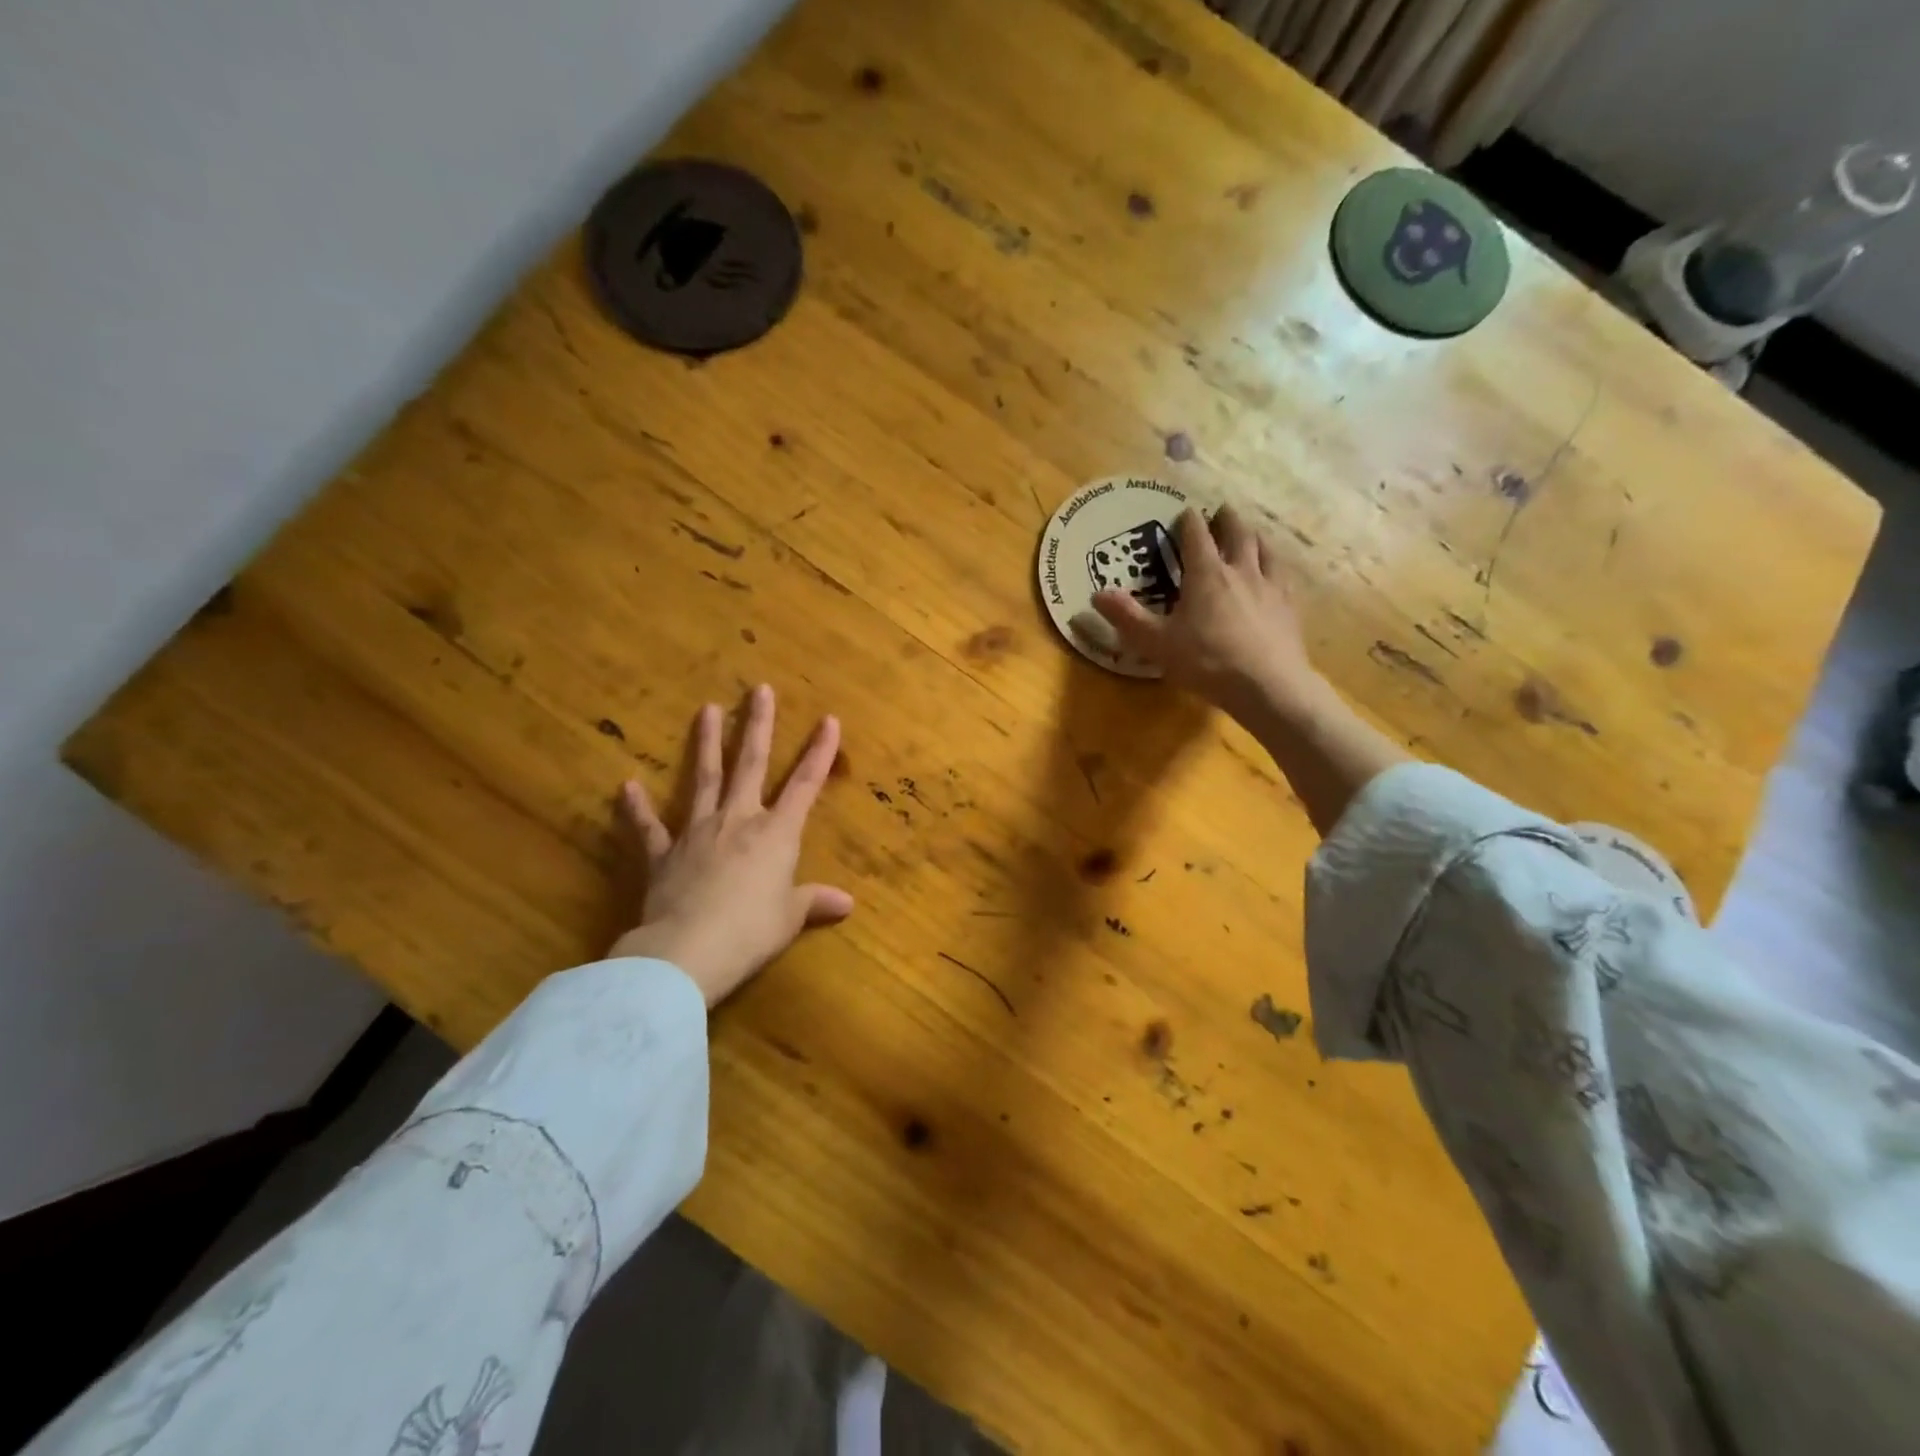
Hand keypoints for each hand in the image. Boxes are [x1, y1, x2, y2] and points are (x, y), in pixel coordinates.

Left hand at [608, 686, 853, 1007]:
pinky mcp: (662, 855)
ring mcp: (697, 833)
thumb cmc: (751, 932)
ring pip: (704, 779)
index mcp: (776, 834)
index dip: (819, 752)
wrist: (687, 952)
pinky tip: (626, 786)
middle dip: (758, 725)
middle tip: (759, 689)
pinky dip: (636, 808)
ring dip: (705, 744)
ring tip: (707, 709)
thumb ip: (814, 903)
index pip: (804, 785)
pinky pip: (649, 828)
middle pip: (750, 764)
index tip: (829, 720)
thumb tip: (847, 903)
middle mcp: (738, 821)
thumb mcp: (789, 919)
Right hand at [1087, 504, 1321, 722]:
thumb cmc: (1207, 662)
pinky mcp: (1289, 607)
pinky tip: (1275, 575)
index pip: (1196, 535)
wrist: (1267, 685)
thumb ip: (1127, 617)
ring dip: (1255, 537)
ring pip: (1265, 549)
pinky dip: (1275, 567)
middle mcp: (1241, 571)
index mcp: (1206, 574)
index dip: (1188, 521)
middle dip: (1227, 520)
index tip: (1184, 513)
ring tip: (1250, 535)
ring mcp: (1270, 587)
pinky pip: (1283, 576)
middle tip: (1221, 512)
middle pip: (1237, 533)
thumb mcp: (1157, 643)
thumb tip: (1097, 594)